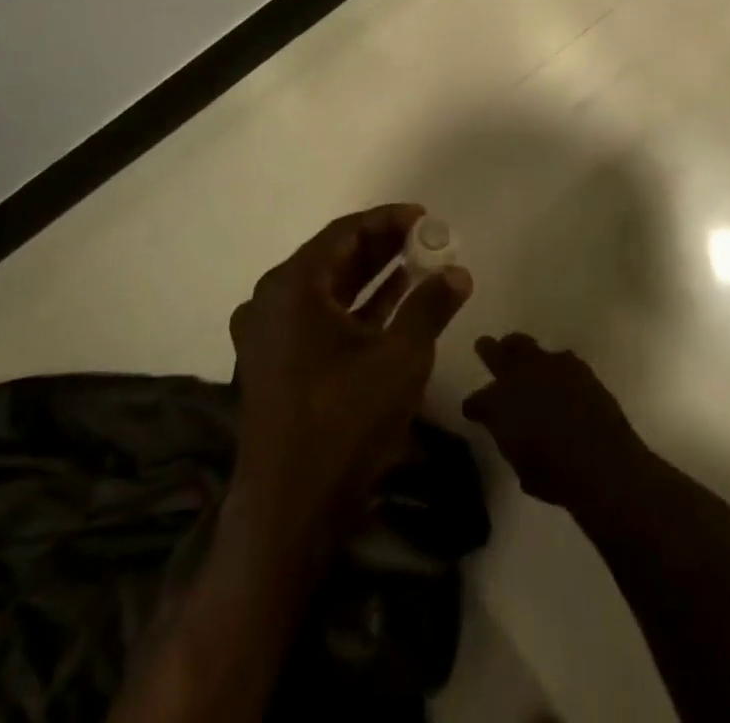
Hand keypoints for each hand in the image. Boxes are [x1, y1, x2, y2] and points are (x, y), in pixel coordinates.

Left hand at [229, 204, 472, 539]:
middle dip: (383, 246)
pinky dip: (357, 307)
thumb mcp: (400, 358)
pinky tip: (396, 302)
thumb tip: (459, 273)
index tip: (426, 217)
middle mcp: (271, 301)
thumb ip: (430, 306)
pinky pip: (320, 318)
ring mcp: (269, 335)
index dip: (388, 220)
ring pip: (328, 288)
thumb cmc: (344, 422)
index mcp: (292, 287)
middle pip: (334, 257)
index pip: (345, 233)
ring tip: (420, 263)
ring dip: (373, 275)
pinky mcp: (276, 364)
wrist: (289, 513)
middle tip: (427, 239)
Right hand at [463, 333, 648, 510]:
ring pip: (523, 344)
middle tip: (484, 346)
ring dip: (518, 350)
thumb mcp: (522, 467)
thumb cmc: (555, 475)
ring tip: (519, 354)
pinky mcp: (574, 364)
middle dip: (488, 349)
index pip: (476, 400)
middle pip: (494, 352)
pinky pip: (557, 357)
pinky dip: (553, 365)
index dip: (474, 407)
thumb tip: (512, 435)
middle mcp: (518, 376)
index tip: (473, 411)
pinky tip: (558, 375)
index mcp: (498, 404)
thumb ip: (511, 443)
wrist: (601, 460)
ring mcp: (547, 365)